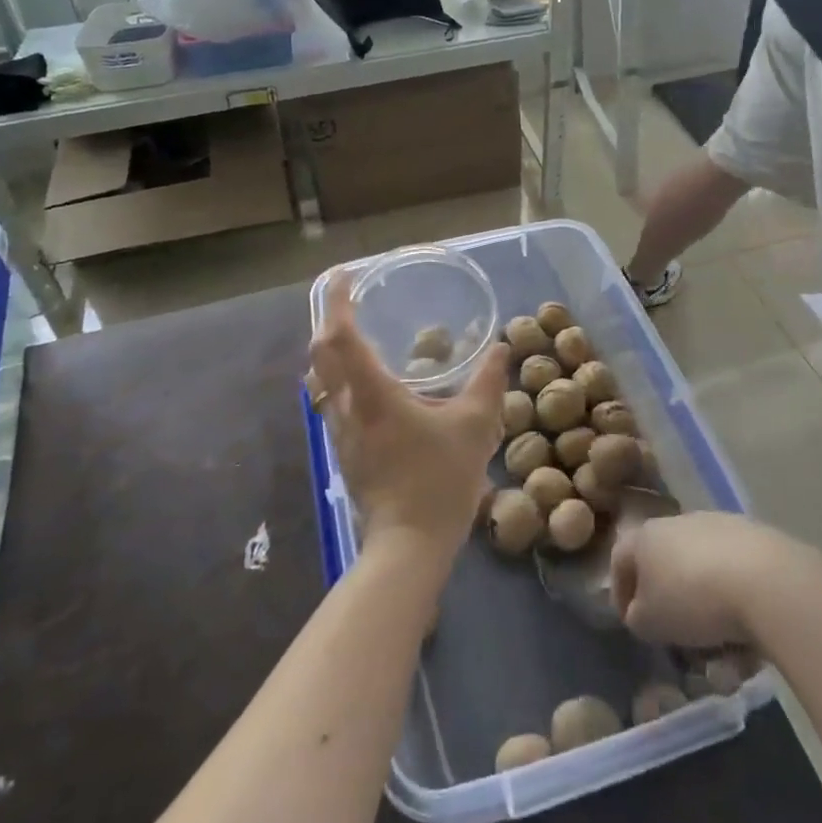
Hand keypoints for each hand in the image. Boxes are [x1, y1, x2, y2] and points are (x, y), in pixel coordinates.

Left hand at [308, 272, 509, 556]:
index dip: (338, 303)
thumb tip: (500, 347)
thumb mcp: (476, 426)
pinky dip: (339, 375)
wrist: (409, 545)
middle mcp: (347, 408)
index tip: (343, 277)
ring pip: (321, 378)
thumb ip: (488, 382)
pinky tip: (365, 380)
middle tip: (347, 297)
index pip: (342, 337)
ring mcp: (341, 432)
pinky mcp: (345, 450)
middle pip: (321, 353)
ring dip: (329, 348)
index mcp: (373, 395)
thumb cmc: (440, 480)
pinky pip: (331, 399)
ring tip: (353, 331)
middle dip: (328, 318)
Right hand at [609, 512, 811, 650]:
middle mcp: (679, 522)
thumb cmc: (692, 599)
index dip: (620, 592)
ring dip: (706, 606)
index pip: (620, 559)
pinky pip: (735, 574)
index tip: (631, 622)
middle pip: (666, 564)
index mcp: (647, 536)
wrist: (764, 580)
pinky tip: (748, 636)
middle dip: (671, 602)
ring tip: (721, 649)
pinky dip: (736, 601)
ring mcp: (719, 525)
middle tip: (680, 637)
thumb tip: (641, 613)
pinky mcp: (754, 537)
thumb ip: (638, 618)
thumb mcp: (650, 622)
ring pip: (703, 571)